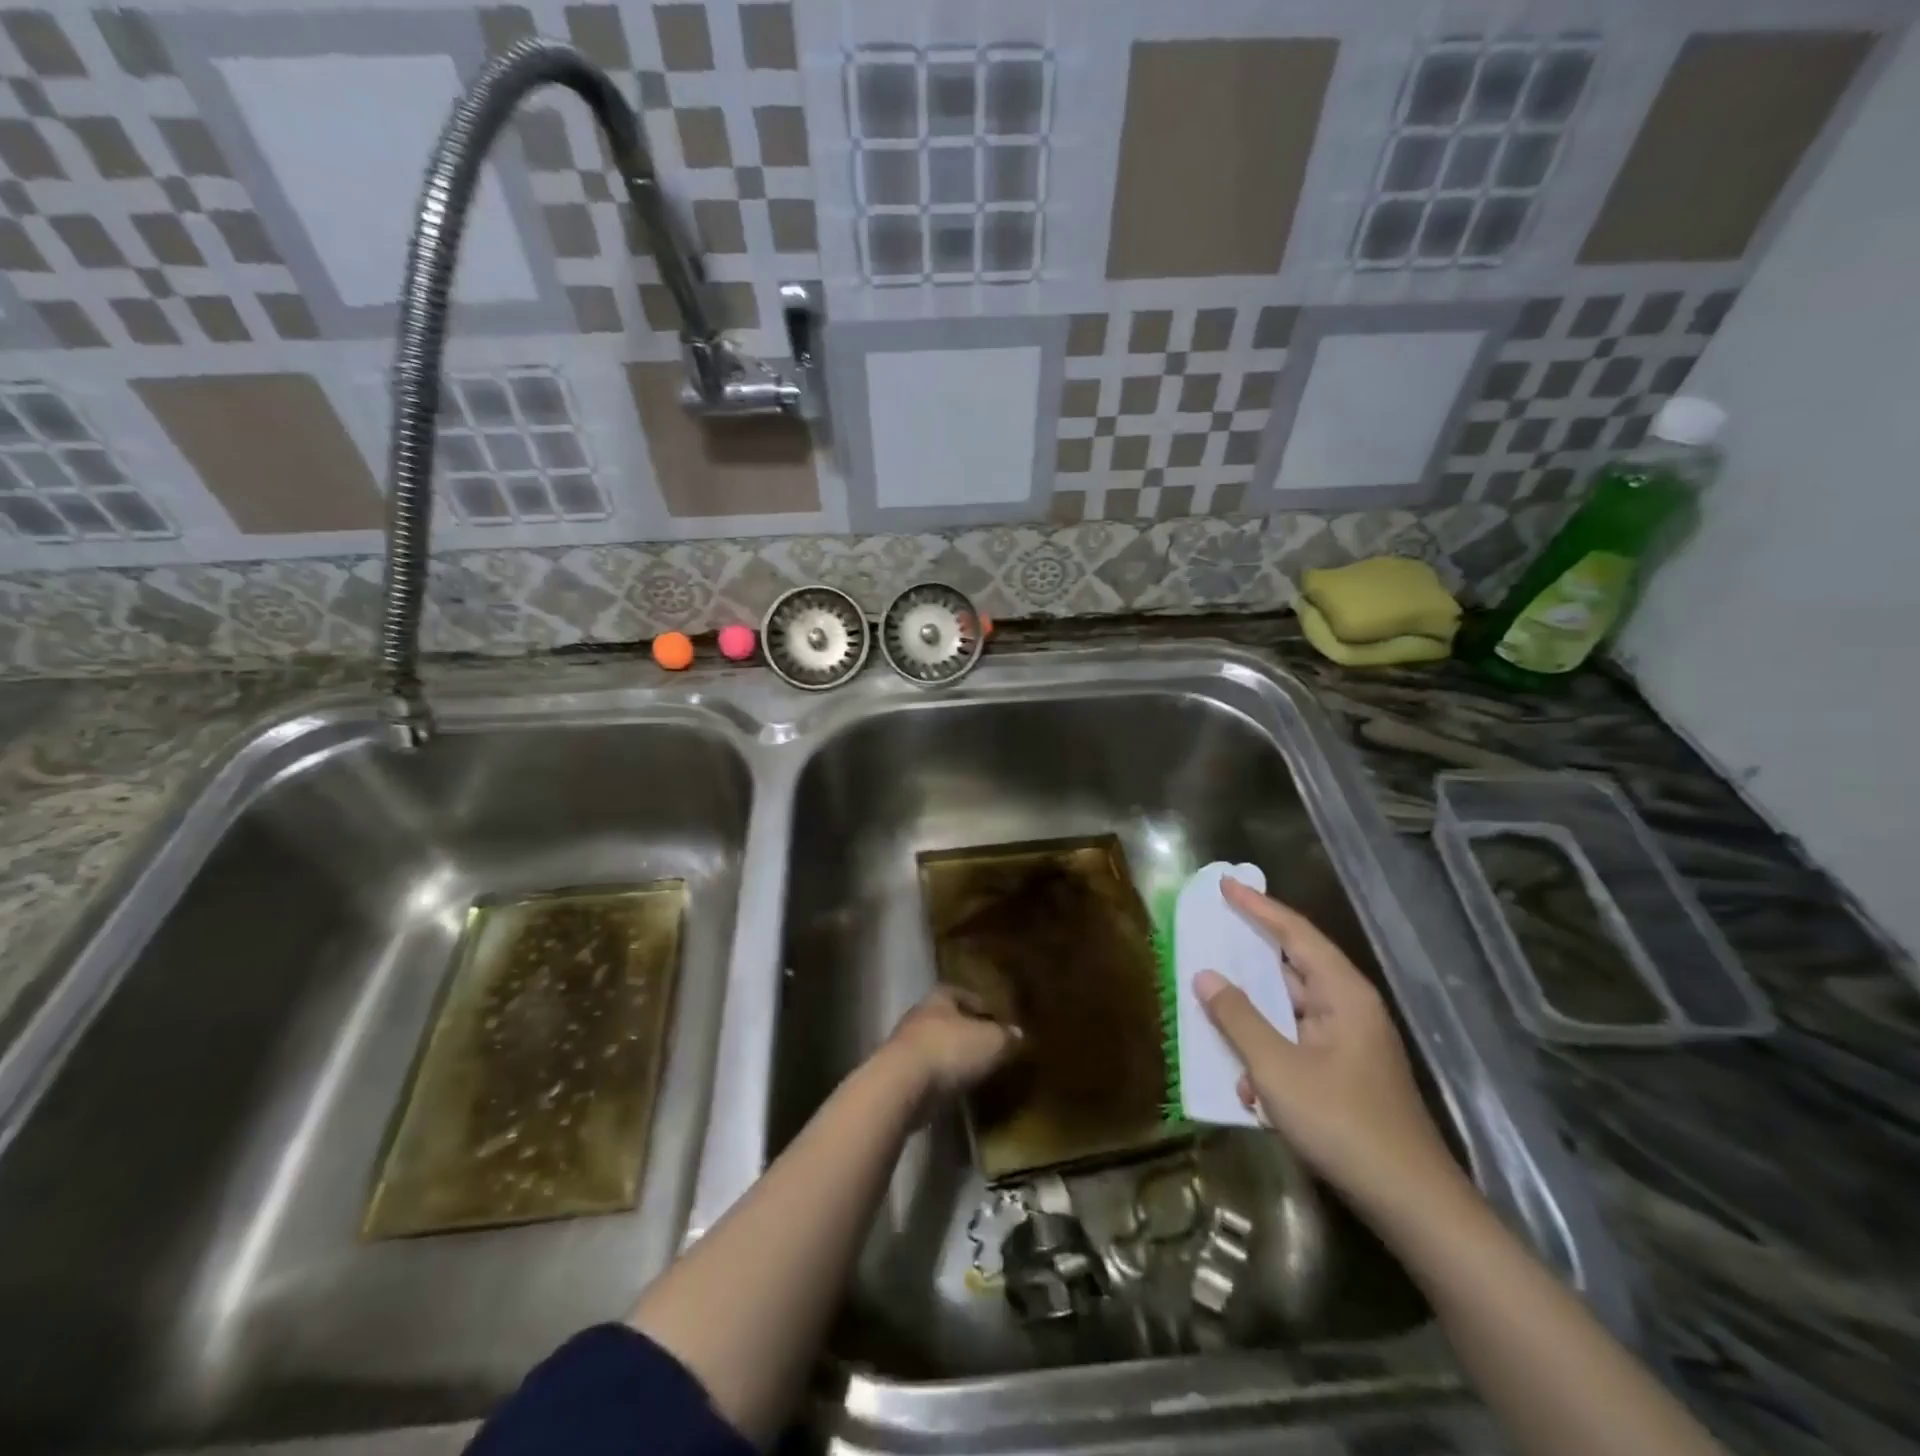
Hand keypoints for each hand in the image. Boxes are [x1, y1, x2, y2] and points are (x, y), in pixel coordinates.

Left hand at [878, 986, 1018, 1105]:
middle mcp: (918, 1016)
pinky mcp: (896, 1076)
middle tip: (986, 1043)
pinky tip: (953, 1088)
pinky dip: (938, 1077)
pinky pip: (924, 1071)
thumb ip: (1006, 1037)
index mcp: (939, 998)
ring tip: (972, 1068)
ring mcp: (903, 1046)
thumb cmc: (949, 1051)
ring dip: (949, 1055)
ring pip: (933, 1045)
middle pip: (945, 1018)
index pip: (960, 992)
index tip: (995, 1016)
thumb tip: (1018, 1033)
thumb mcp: (991, 1042)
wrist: (901, 1086)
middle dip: (964, 1029)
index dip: (978, 1003)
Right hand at [1194, 879, 1462, 1213]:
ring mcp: (1348, 1043)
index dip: (1258, 907)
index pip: (1295, 933)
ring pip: (1289, 1010)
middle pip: (1292, 967)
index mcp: (1343, 994)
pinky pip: (1295, 1044)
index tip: (1225, 884)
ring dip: (1253, 1015)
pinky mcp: (1343, 1074)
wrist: (1410, 1203)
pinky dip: (1267, 1053)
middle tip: (1211, 931)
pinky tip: (1245, 1086)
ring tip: (1212, 1005)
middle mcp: (1348, 1009)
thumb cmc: (1342, 1123)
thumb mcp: (1276, 1068)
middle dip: (1249, 955)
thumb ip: (1237, 1017)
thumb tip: (1205, 975)